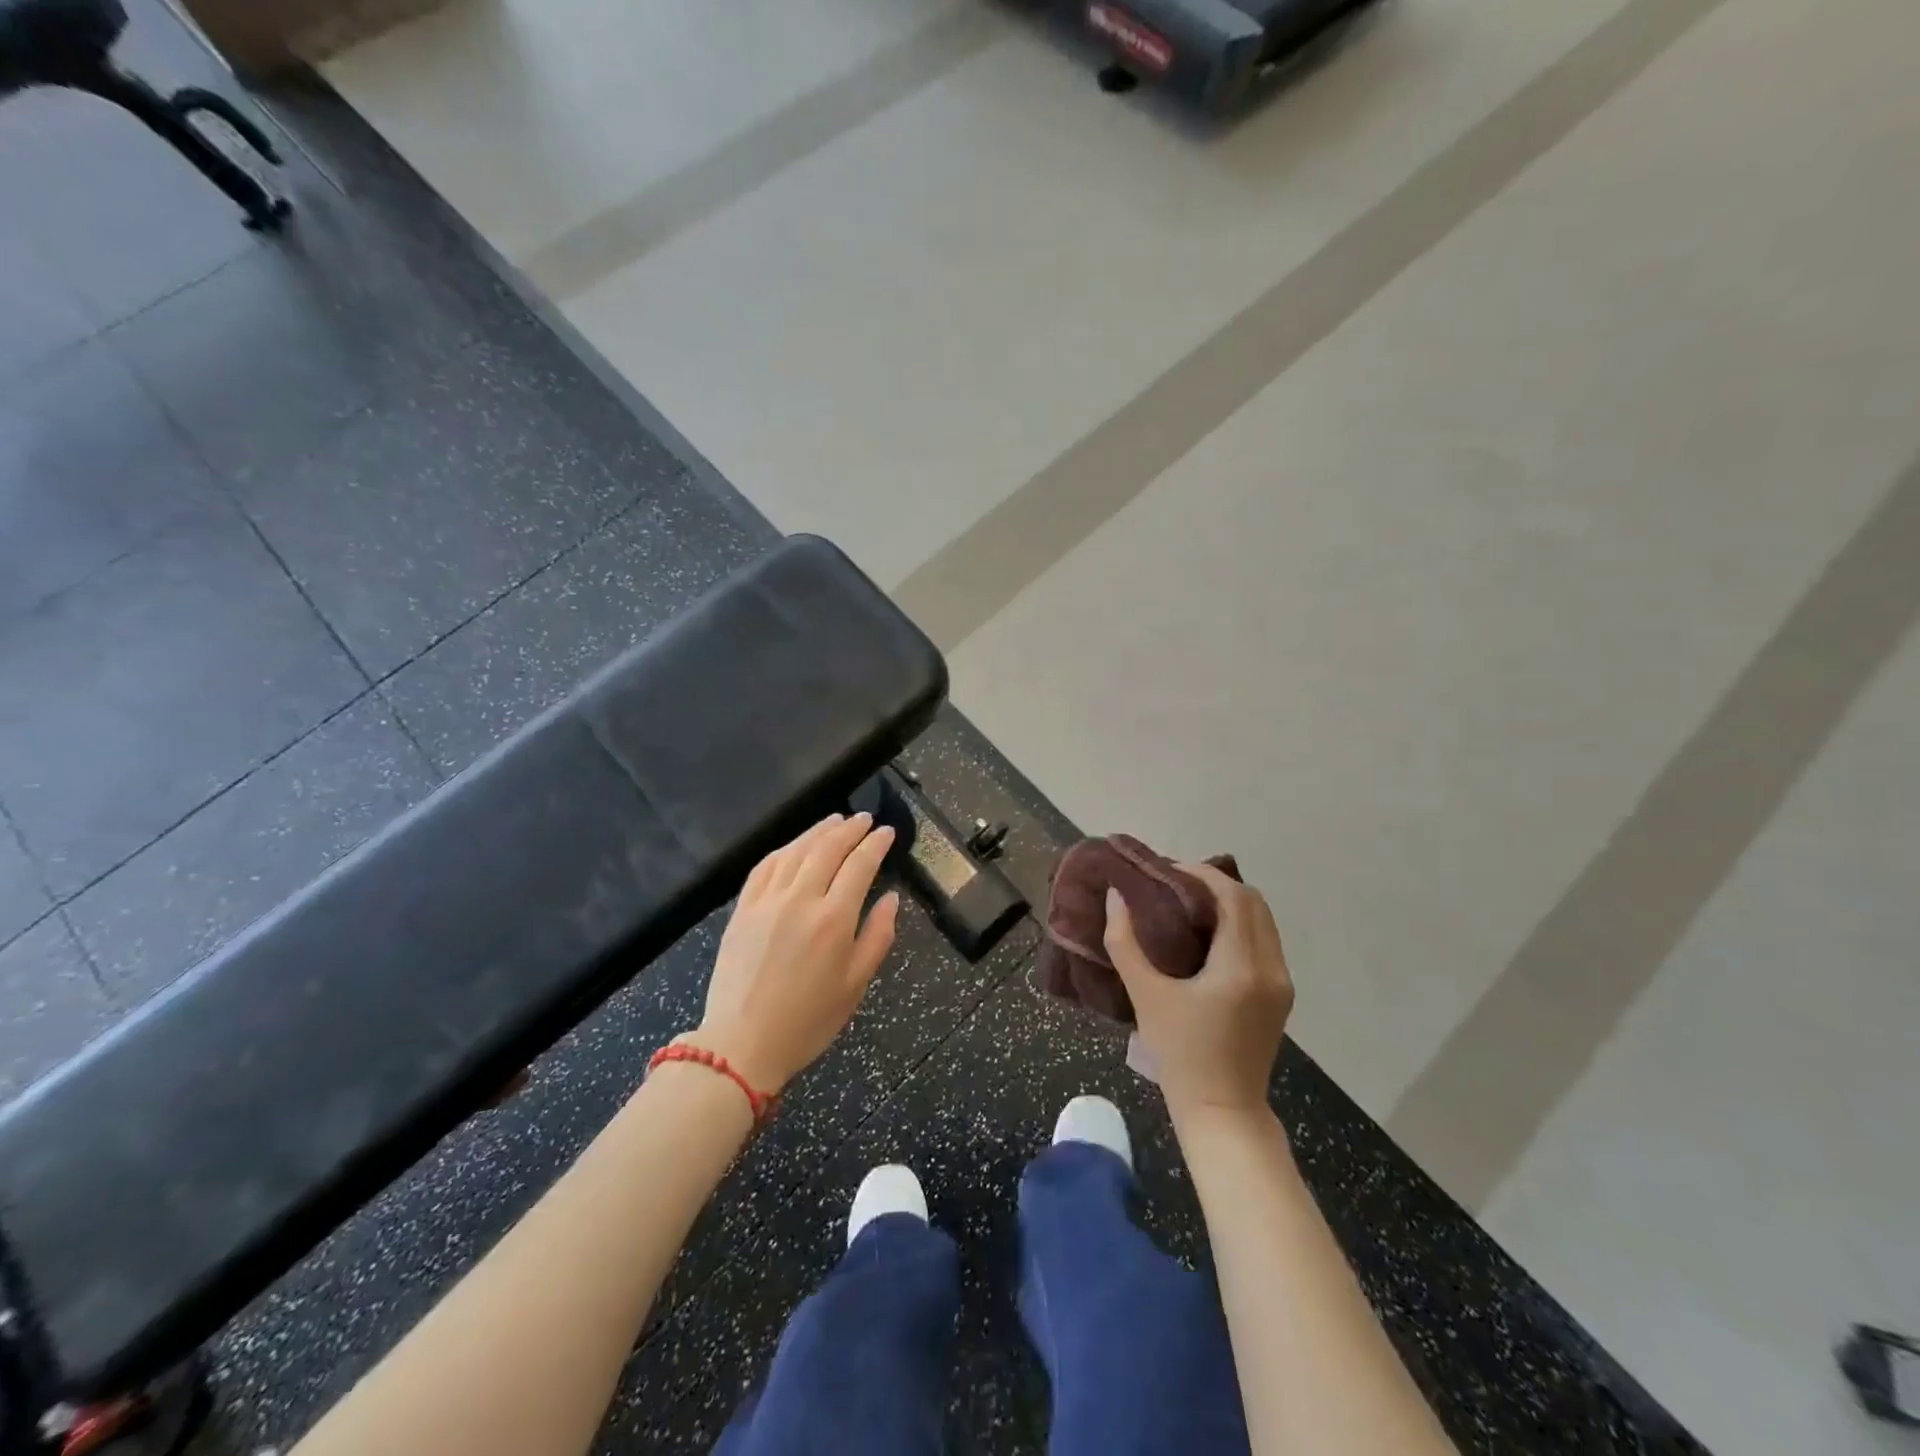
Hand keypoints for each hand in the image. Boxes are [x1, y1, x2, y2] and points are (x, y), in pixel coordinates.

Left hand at [691, 813, 899, 1092]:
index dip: (875, 844)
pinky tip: (794, 845)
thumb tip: (890, 898)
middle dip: (850, 829)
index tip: (886, 832)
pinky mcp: (742, 909)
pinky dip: (784, 849)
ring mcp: (767, 901)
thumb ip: (877, 936)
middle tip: (864, 819)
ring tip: (835, 820)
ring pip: (796, 850)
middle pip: (828, 848)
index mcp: (833, 919)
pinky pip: (765, 866)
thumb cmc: (808, 1020)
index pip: (860, 865)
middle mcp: (800, 899)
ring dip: (818, 831)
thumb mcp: (856, 985)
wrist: (742, 1043)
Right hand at [1104, 865, 1292, 1118]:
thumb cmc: (1180, 1054)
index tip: (1168, 869)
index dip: (1203, 874)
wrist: (1222, 1111)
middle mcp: (1271, 968)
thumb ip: (1125, 942)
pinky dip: (1239, 925)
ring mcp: (1281, 983)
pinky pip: (1264, 942)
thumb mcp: (1145, 995)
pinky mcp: (1280, 995)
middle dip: (1216, 884)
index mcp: (1242, 966)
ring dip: (1229, 904)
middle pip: (1253, 902)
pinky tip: (1207, 935)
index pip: (1233, 897)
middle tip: (1175, 885)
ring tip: (1188, 904)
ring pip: (1262, 921)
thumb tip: (1116, 897)